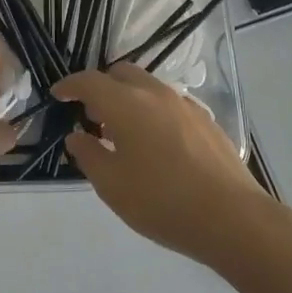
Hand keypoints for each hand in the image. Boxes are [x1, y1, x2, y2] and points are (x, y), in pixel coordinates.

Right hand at [53, 63, 275, 266]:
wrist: (233, 218)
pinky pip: (169, 104)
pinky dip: (152, 111)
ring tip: (122, 132)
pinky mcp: (206, 121)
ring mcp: (185, 105)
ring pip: (148, 87)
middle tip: (91, 115)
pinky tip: (155, 144)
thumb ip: (88, 155)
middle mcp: (156, 94)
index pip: (90, 81)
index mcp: (126, 104)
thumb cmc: (162, 202)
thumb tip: (77, 137)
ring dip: (128, 98)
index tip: (58, 95)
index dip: (70, 85)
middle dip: (101, 87)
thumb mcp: (112, 186)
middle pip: (121, 74)